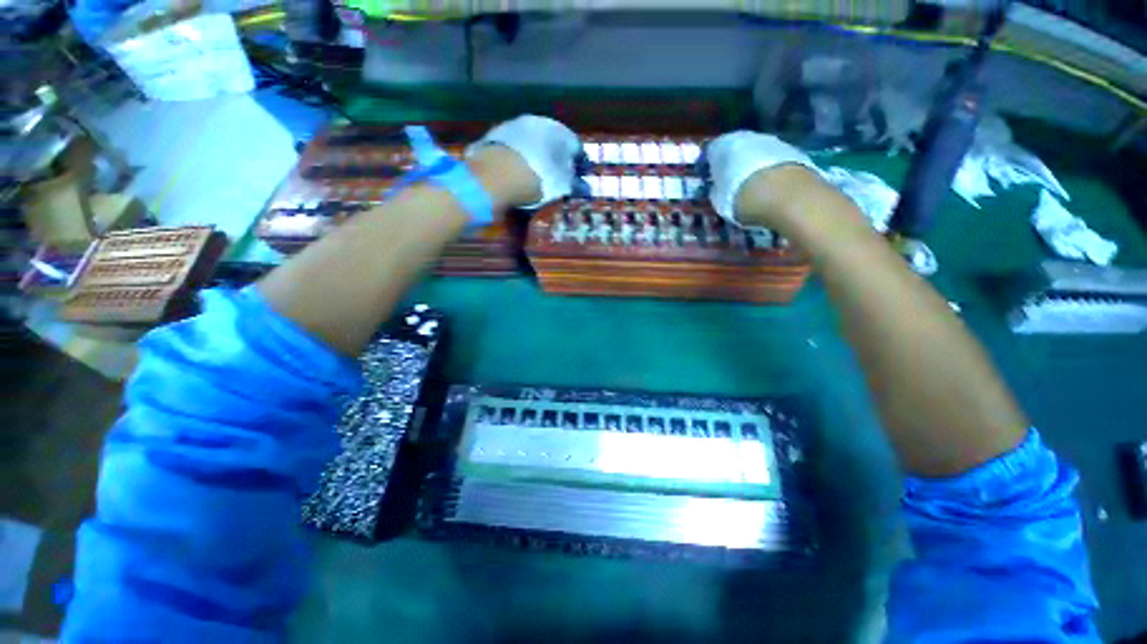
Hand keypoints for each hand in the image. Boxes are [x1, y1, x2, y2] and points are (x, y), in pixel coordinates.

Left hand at [467, 115, 580, 208]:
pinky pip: (514, 149)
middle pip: (552, 142)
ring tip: (535, 177)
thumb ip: (576, 185)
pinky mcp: (493, 136)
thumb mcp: (561, 186)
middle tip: (557, 179)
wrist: (494, 175)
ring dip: (536, 157)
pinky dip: (518, 159)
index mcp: (559, 131)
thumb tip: (587, 187)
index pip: (575, 146)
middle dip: (556, 159)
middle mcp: (537, 121)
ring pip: (532, 143)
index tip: (578, 179)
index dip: (579, 165)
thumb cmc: (537, 179)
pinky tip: (516, 174)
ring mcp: (513, 125)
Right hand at [706, 131, 818, 227]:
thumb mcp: (719, 200)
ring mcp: (773, 141)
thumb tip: (717, 187)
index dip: (711, 166)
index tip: (711, 180)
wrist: (788, 196)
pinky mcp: (794, 150)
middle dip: (733, 165)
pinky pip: (775, 160)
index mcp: (724, 146)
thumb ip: (716, 189)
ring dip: (754, 167)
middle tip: (731, 184)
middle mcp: (747, 137)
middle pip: (737, 149)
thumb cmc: (743, 199)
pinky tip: (771, 187)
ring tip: (753, 188)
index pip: (712, 151)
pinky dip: (771, 171)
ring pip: (757, 153)